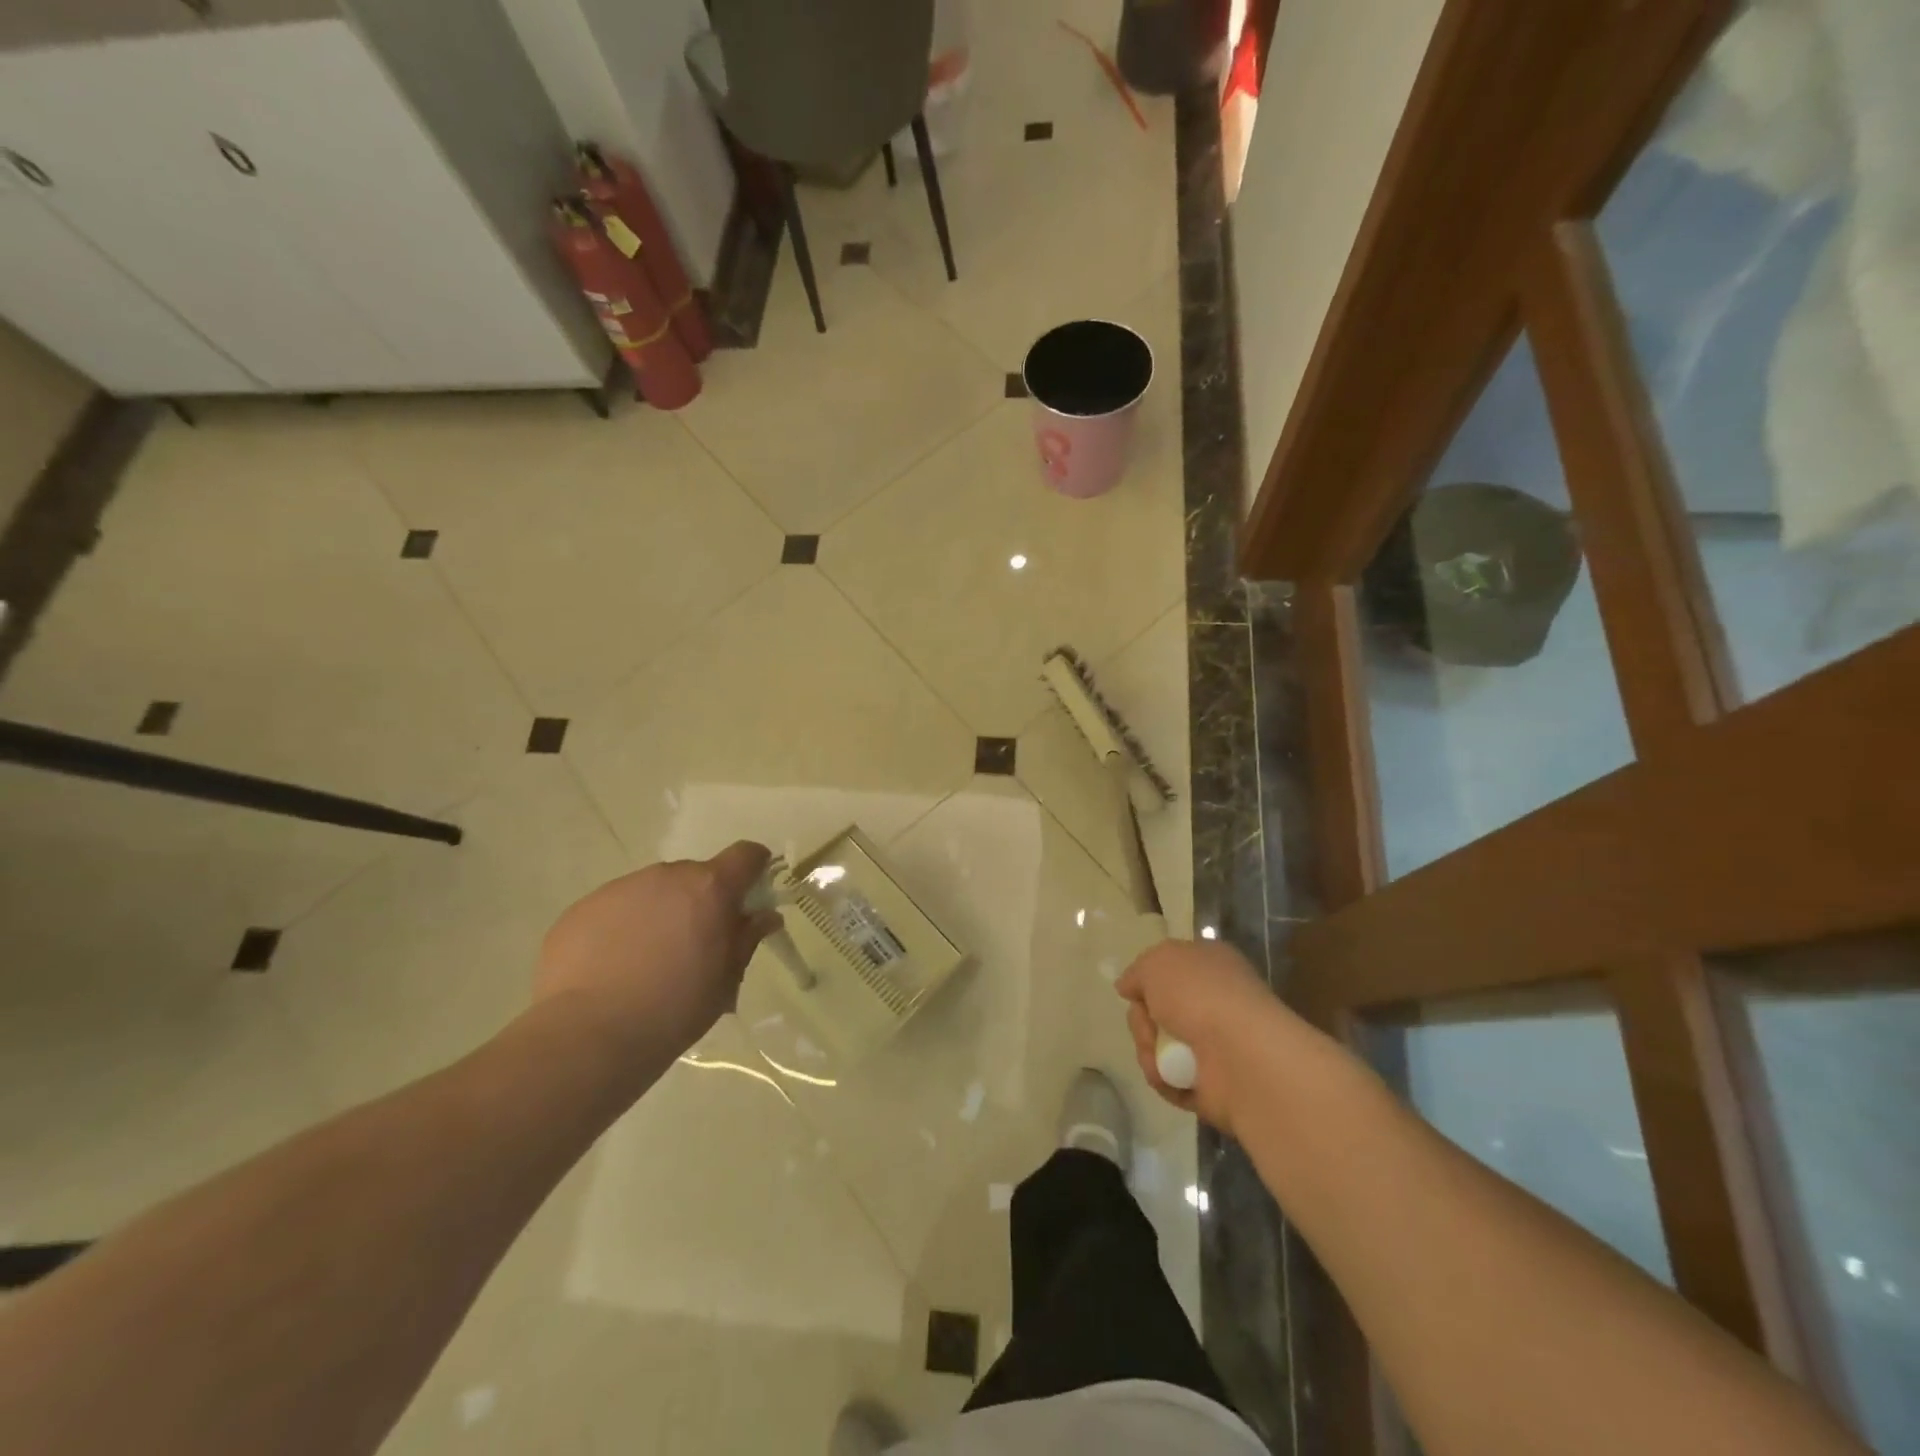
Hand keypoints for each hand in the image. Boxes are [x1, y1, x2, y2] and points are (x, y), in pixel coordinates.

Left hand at [533, 842, 781, 1072]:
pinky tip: (613, 968)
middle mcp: (667, 876)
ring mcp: (621, 888)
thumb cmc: (674, 1010)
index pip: (745, 855)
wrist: (587, 1036)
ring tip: (648, 960)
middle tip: (695, 944)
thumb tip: (764, 916)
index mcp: (710, 889)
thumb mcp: (725, 980)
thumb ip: (746, 939)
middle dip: (702, 901)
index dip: (753, 870)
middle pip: (696, 875)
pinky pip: (616, 908)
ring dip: (661, 912)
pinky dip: (623, 927)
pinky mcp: (582, 908)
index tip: (751, 897)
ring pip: (654, 891)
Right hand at [1116, 939, 1298, 1135]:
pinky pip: (1171, 1080)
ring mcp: (1215, 1046)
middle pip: (1157, 1010)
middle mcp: (1213, 1003)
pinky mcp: (1212, 1086)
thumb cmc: (1199, 994)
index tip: (1133, 990)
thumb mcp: (1157, 962)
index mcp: (1210, 966)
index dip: (1148, 979)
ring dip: (1149, 1051)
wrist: (1240, 1054)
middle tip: (1149, 1025)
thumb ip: (1137, 972)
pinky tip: (1170, 1078)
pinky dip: (1164, 1080)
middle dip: (1143, 1020)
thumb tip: (1128, 987)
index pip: (1171, 969)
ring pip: (1160, 1046)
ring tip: (1160, 1058)